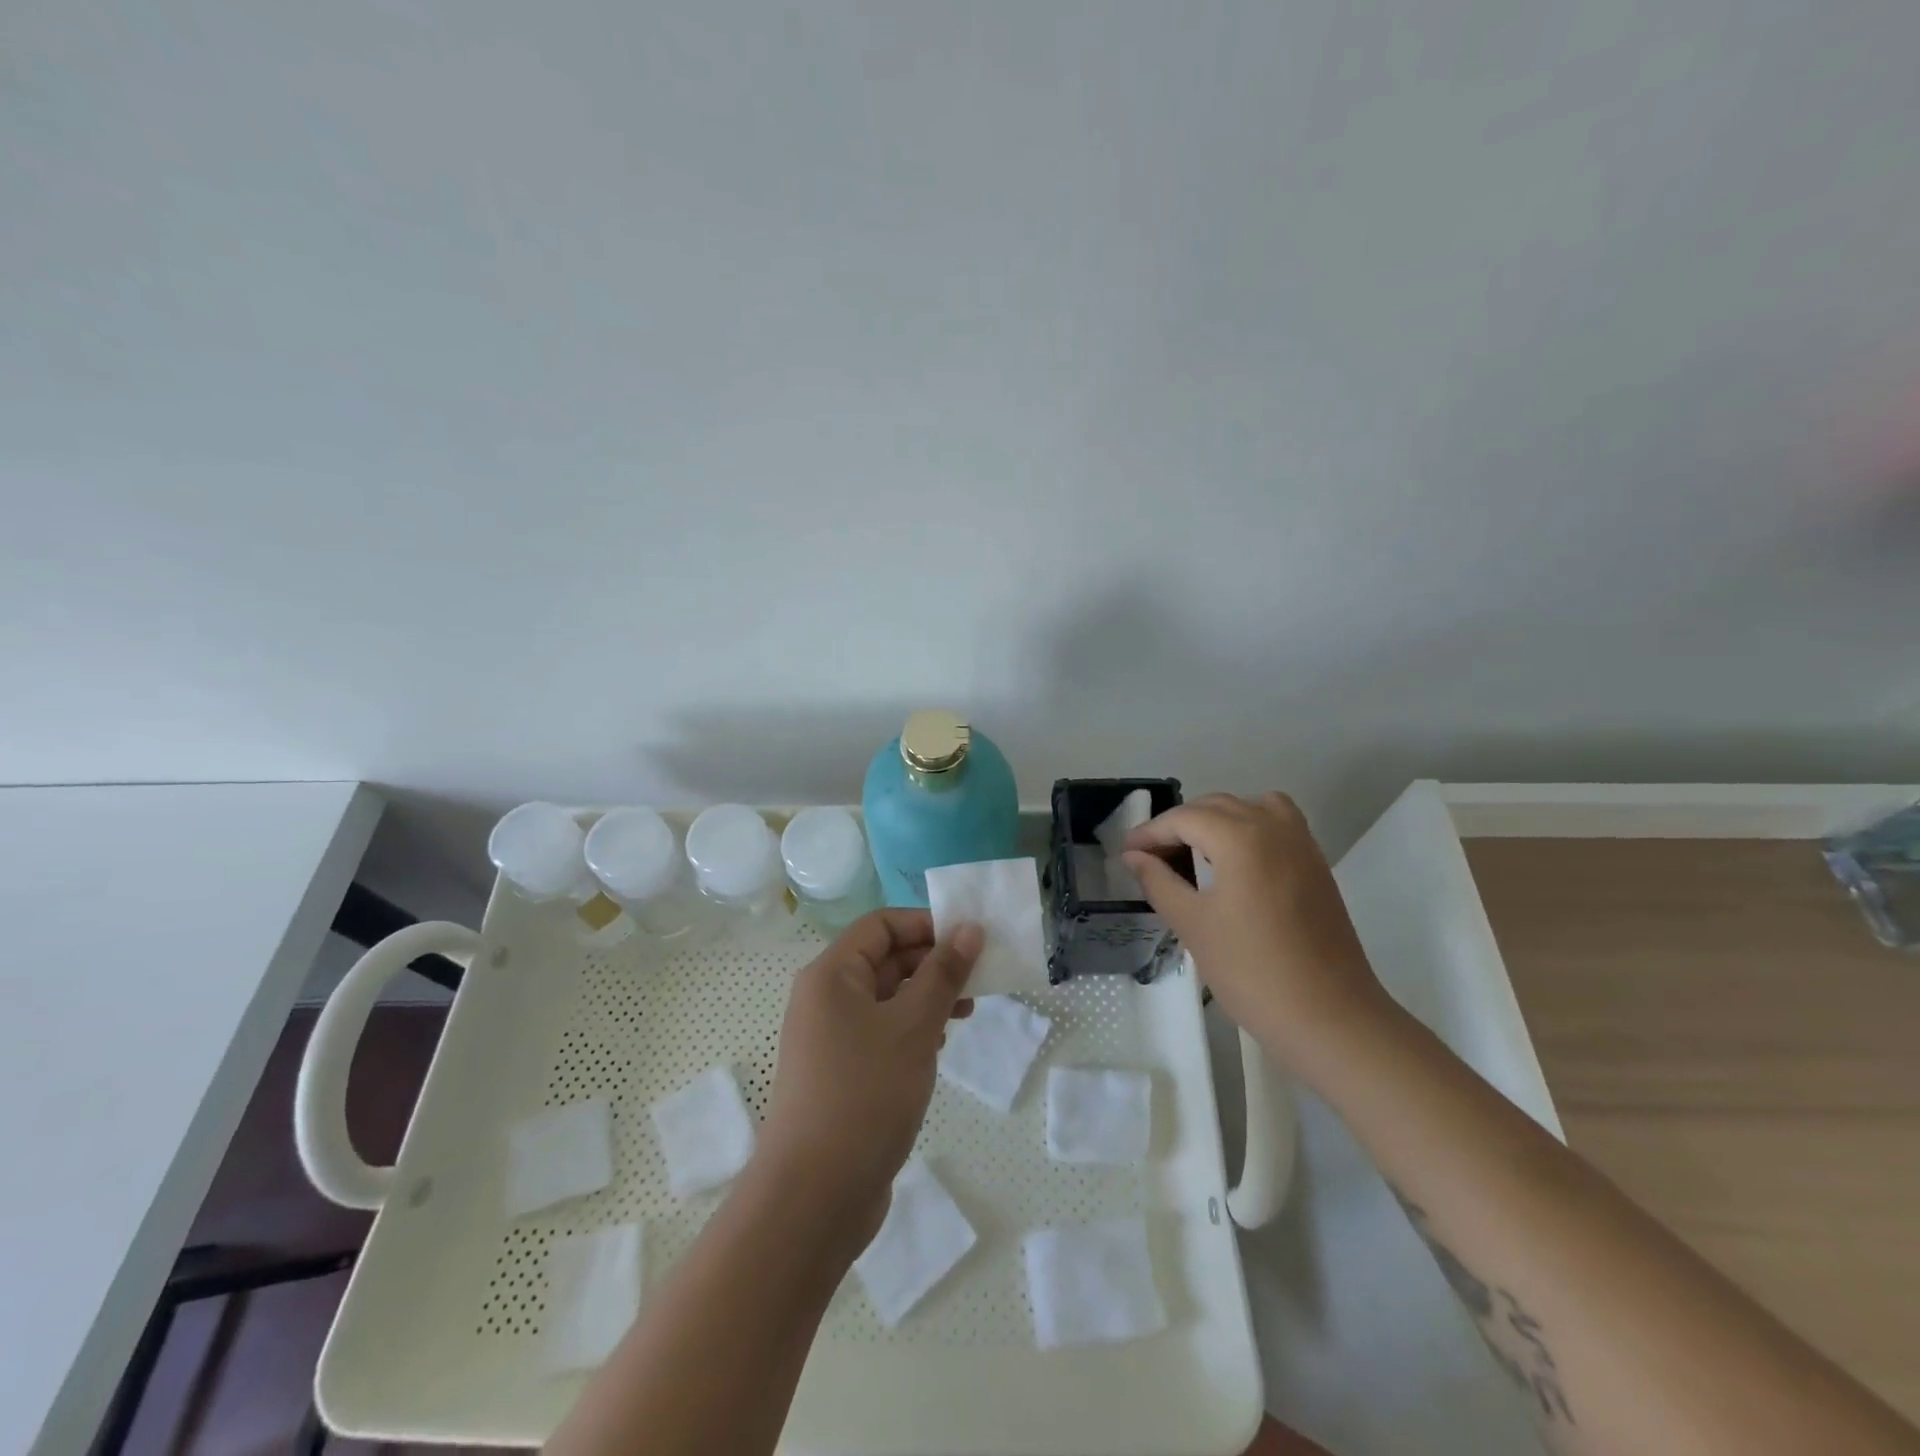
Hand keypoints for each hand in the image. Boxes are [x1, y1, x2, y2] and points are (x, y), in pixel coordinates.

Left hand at [758, 909, 981, 1242]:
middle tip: (979, 978)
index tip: (969, 940)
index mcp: (832, 974)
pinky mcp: (840, 1072)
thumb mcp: (913, 1026)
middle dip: (932, 963)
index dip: (925, 925)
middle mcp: (825, 998)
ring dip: (927, 997)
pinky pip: (880, 1032)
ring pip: (885, 998)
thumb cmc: (865, 1094)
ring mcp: (830, 1038)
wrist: (815, 1195)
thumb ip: (944, 973)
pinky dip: (912, 1029)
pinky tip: (939, 1045)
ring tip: (967, 1012)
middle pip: (884, 959)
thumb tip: (969, 928)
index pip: (881, 925)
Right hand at [1123, 792, 1390, 1066]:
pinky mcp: (1317, 865)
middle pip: (1216, 806)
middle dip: (1179, 824)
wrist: (1330, 1018)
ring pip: (1250, 807)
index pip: (1184, 818)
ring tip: (1194, 851)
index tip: (1127, 853)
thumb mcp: (1193, 925)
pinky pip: (1278, 823)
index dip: (1150, 832)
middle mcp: (1274, 828)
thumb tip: (1135, 856)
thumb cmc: (1252, 971)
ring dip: (1216, 819)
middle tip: (1151, 856)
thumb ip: (1158, 882)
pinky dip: (1250, 827)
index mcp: (1241, 838)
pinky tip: (1235, 862)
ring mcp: (1302, 844)